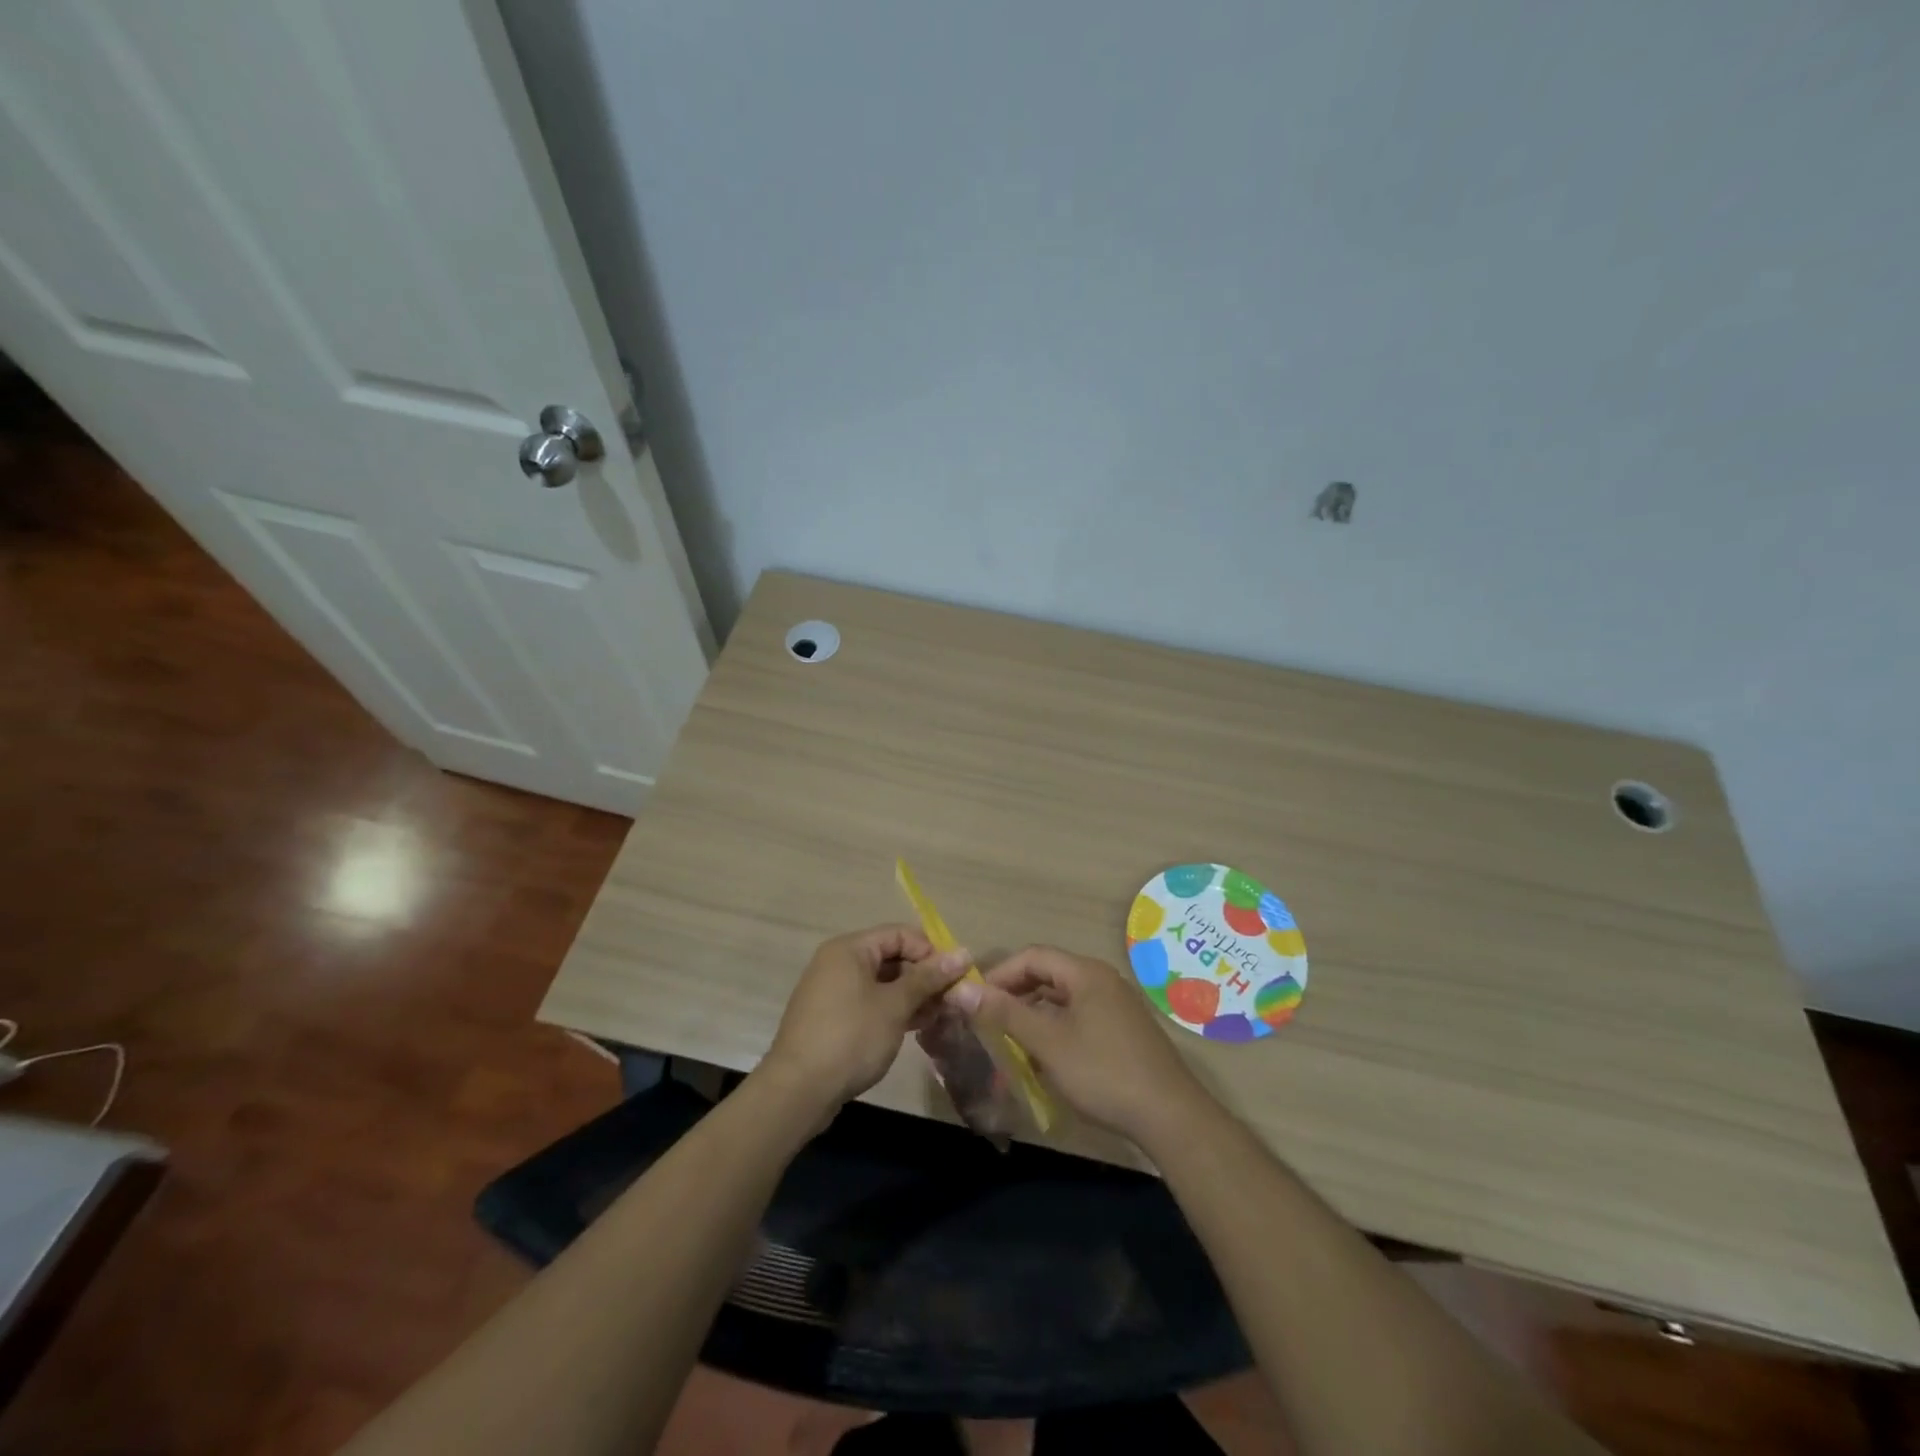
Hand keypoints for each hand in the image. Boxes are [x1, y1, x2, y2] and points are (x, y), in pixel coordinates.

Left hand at [761, 924, 971, 1114]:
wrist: (798, 1091)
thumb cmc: (850, 1037)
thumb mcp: (895, 1006)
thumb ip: (928, 978)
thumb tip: (963, 953)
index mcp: (849, 949)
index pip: (899, 934)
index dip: (930, 951)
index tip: (956, 977)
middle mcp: (838, 963)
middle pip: (891, 957)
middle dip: (924, 976)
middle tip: (952, 1000)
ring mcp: (833, 992)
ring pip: (882, 983)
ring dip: (912, 996)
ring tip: (940, 1016)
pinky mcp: (832, 1019)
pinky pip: (869, 1003)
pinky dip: (893, 1010)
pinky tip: (916, 1027)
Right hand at [950, 945, 1210, 1144]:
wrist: (1170, 1116)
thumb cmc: (1103, 1072)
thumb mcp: (1047, 1043)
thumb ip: (1005, 1014)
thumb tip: (962, 990)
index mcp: (1085, 973)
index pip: (1032, 956)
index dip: (1000, 974)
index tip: (975, 1001)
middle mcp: (1101, 980)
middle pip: (1047, 976)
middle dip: (1014, 997)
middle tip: (987, 1023)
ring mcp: (1115, 1006)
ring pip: (1062, 1001)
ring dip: (1033, 1018)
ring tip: (1009, 1045)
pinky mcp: (1123, 1032)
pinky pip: (1078, 1019)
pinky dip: (1054, 1032)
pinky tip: (1043, 1062)